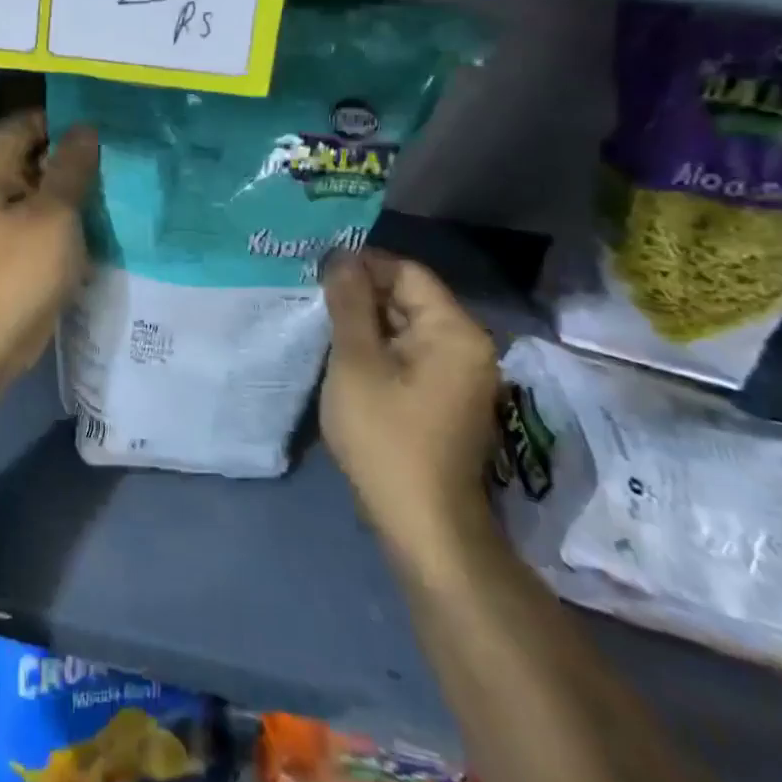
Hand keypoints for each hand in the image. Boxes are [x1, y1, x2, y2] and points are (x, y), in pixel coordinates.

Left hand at [0, 110, 97, 380]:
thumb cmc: (19, 269)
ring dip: (75, 186)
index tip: (103, 123)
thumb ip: (71, 168)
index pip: (25, 122)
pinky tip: (103, 215)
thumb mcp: (54, 213)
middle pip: (35, 154)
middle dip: (74, 152)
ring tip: (119, 179)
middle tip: (120, 151)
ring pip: (43, 188)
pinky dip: (70, 214)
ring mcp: (3, 220)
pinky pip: (46, 218)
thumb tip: (84, 128)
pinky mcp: (17, 249)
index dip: (61, 117)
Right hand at [319, 250, 500, 566]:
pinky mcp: (446, 398)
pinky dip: (379, 349)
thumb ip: (350, 303)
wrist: (422, 523)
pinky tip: (346, 358)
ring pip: (407, 327)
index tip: (318, 271)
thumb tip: (342, 258)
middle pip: (410, 298)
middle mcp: (468, 346)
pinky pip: (411, 355)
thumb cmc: (385, 435)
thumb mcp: (356, 361)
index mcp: (455, 331)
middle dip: (362, 294)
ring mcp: (460, 375)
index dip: (363, 265)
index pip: (408, 272)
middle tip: (313, 297)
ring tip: (322, 324)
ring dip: (367, 323)